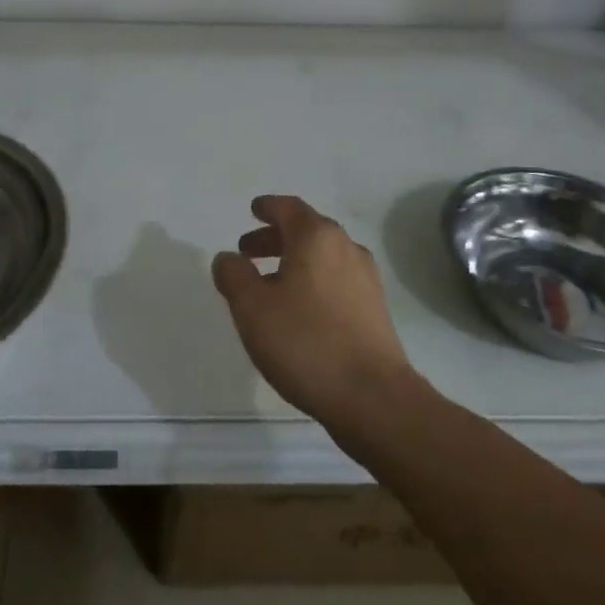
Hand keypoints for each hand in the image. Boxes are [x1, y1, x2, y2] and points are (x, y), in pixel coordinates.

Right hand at [211, 195, 417, 424]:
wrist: (373, 396)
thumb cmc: (305, 342)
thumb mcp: (252, 308)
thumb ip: (234, 275)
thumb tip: (228, 258)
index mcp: (317, 237)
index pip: (289, 208)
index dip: (268, 207)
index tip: (253, 210)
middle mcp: (346, 248)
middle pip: (307, 230)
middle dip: (276, 237)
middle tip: (248, 252)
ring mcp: (366, 278)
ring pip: (323, 256)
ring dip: (294, 261)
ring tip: (269, 284)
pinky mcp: (375, 308)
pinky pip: (336, 279)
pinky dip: (313, 281)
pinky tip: (299, 310)